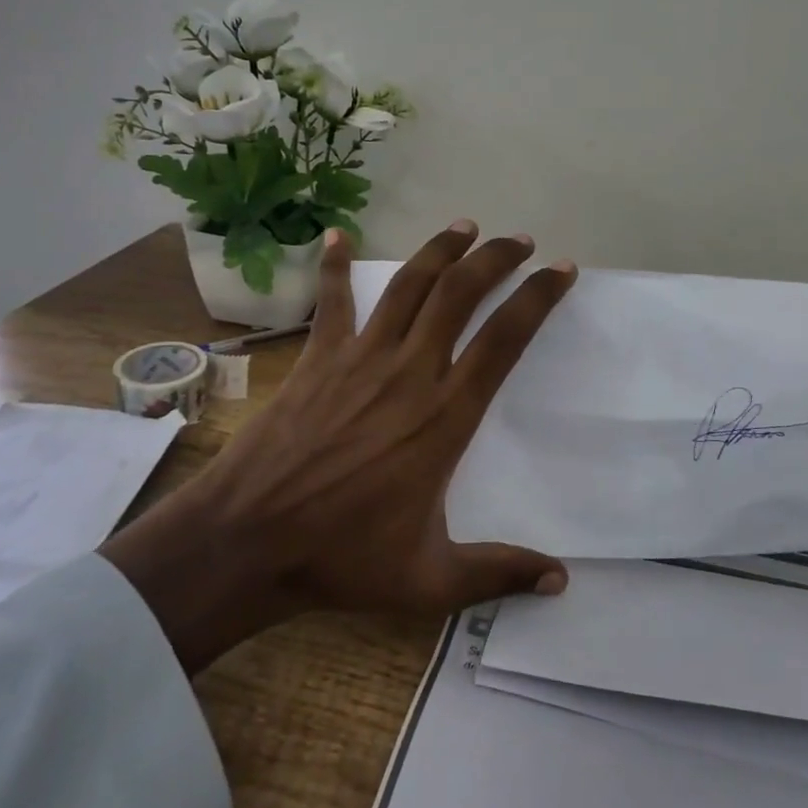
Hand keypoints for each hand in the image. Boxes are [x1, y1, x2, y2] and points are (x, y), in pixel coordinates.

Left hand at [103, 221, 576, 673]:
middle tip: (518, 240)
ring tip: (464, 227)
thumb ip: (497, 573)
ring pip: (409, 286)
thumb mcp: (430, 580)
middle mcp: (410, 373)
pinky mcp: (317, 360)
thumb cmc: (341, 558)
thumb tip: (560, 581)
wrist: (246, 542)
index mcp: (445, 416)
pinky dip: (333, 266)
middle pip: (460, 295)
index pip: (505, 340)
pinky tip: (337, 235)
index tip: (561, 270)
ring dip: (440, 251)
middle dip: (495, 259)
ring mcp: (360, 360)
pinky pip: (331, 303)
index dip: (538, 298)